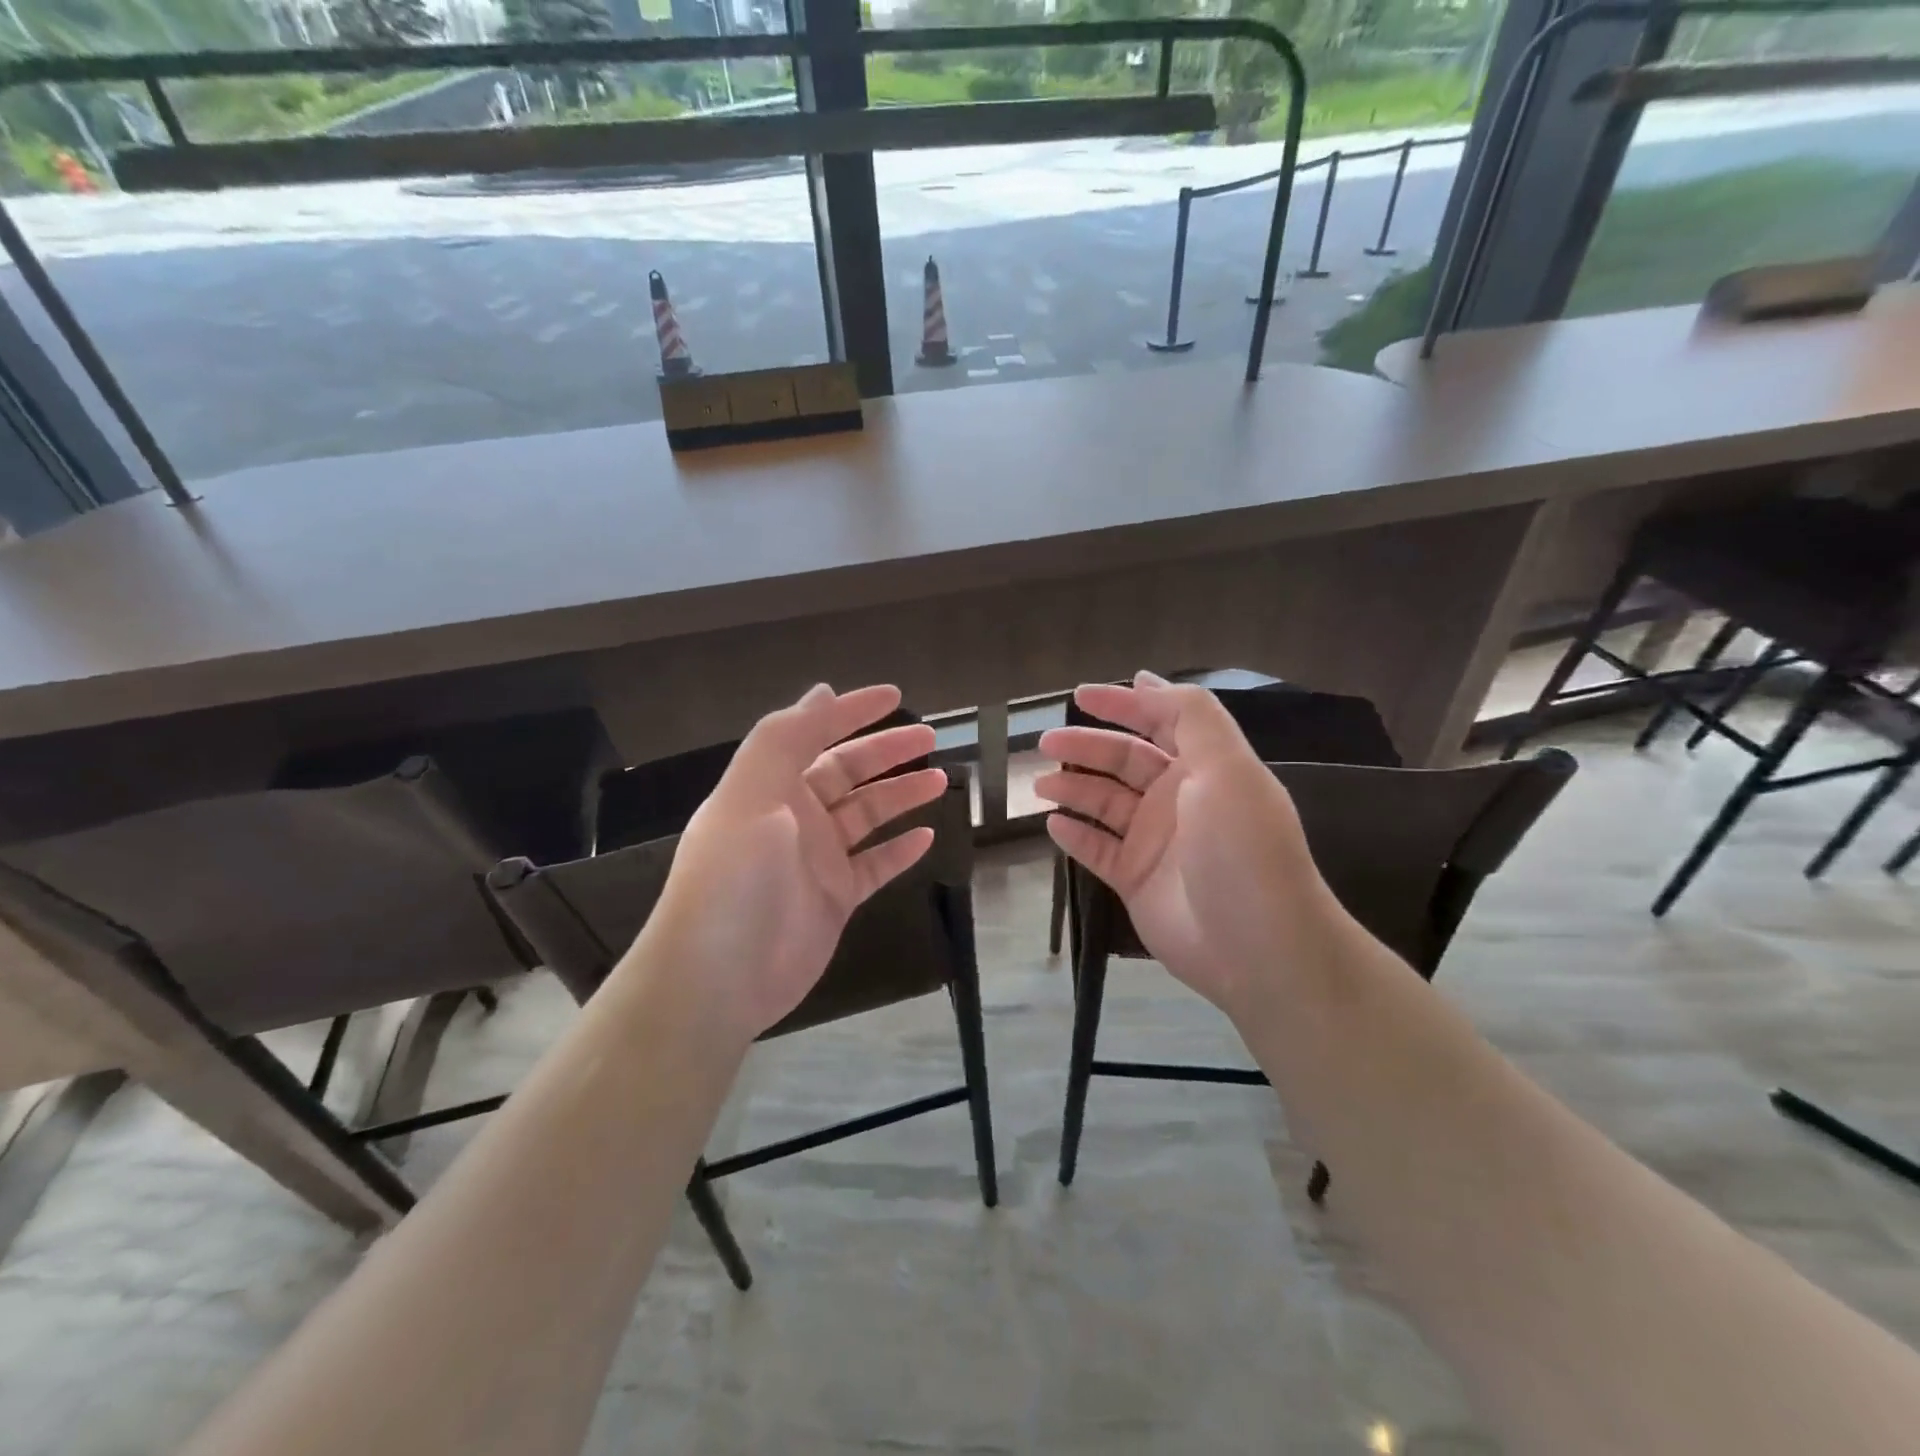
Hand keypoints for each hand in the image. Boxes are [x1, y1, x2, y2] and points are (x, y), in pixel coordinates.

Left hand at [640, 684, 945, 1041]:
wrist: (718, 979)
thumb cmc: (733, 879)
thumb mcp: (750, 796)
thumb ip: (785, 739)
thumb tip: (821, 691)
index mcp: (770, 786)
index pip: (816, 735)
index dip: (853, 712)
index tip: (895, 695)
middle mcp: (794, 817)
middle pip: (848, 773)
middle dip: (887, 751)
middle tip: (931, 739)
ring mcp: (816, 860)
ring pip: (867, 816)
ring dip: (900, 795)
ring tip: (941, 781)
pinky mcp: (834, 899)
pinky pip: (874, 865)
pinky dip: (898, 851)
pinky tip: (926, 837)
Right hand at [1035, 672, 1334, 1016]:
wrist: (1258, 946)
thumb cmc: (1242, 849)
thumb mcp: (1227, 768)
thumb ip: (1190, 716)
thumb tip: (1147, 679)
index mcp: (1205, 767)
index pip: (1160, 722)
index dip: (1123, 704)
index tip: (1080, 695)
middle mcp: (1179, 798)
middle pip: (1124, 761)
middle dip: (1086, 747)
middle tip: (1045, 742)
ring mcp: (1156, 841)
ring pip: (1105, 804)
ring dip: (1073, 789)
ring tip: (1040, 785)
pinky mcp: (1137, 880)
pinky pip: (1098, 849)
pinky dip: (1075, 836)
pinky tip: (1053, 825)